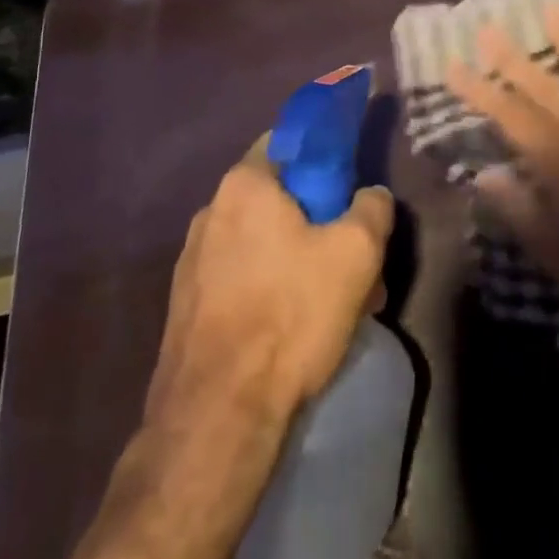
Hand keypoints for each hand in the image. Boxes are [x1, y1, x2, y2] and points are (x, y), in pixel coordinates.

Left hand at [146, 142, 393, 430]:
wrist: (217, 417)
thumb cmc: (290, 314)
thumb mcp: (356, 252)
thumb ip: (373, 207)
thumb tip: (371, 195)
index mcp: (245, 184)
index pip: (289, 142)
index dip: (326, 157)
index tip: (350, 188)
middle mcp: (210, 212)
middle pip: (278, 198)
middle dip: (319, 220)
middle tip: (352, 256)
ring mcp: (192, 261)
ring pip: (261, 243)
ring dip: (298, 259)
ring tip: (331, 302)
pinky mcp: (186, 307)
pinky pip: (241, 278)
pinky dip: (270, 289)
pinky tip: (295, 329)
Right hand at [445, 3, 558, 335]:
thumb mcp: (558, 253)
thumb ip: (519, 209)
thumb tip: (483, 173)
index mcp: (557, 158)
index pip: (507, 113)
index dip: (477, 89)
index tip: (453, 65)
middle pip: (541, 83)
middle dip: (510, 56)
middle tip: (488, 26)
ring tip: (551, 7)